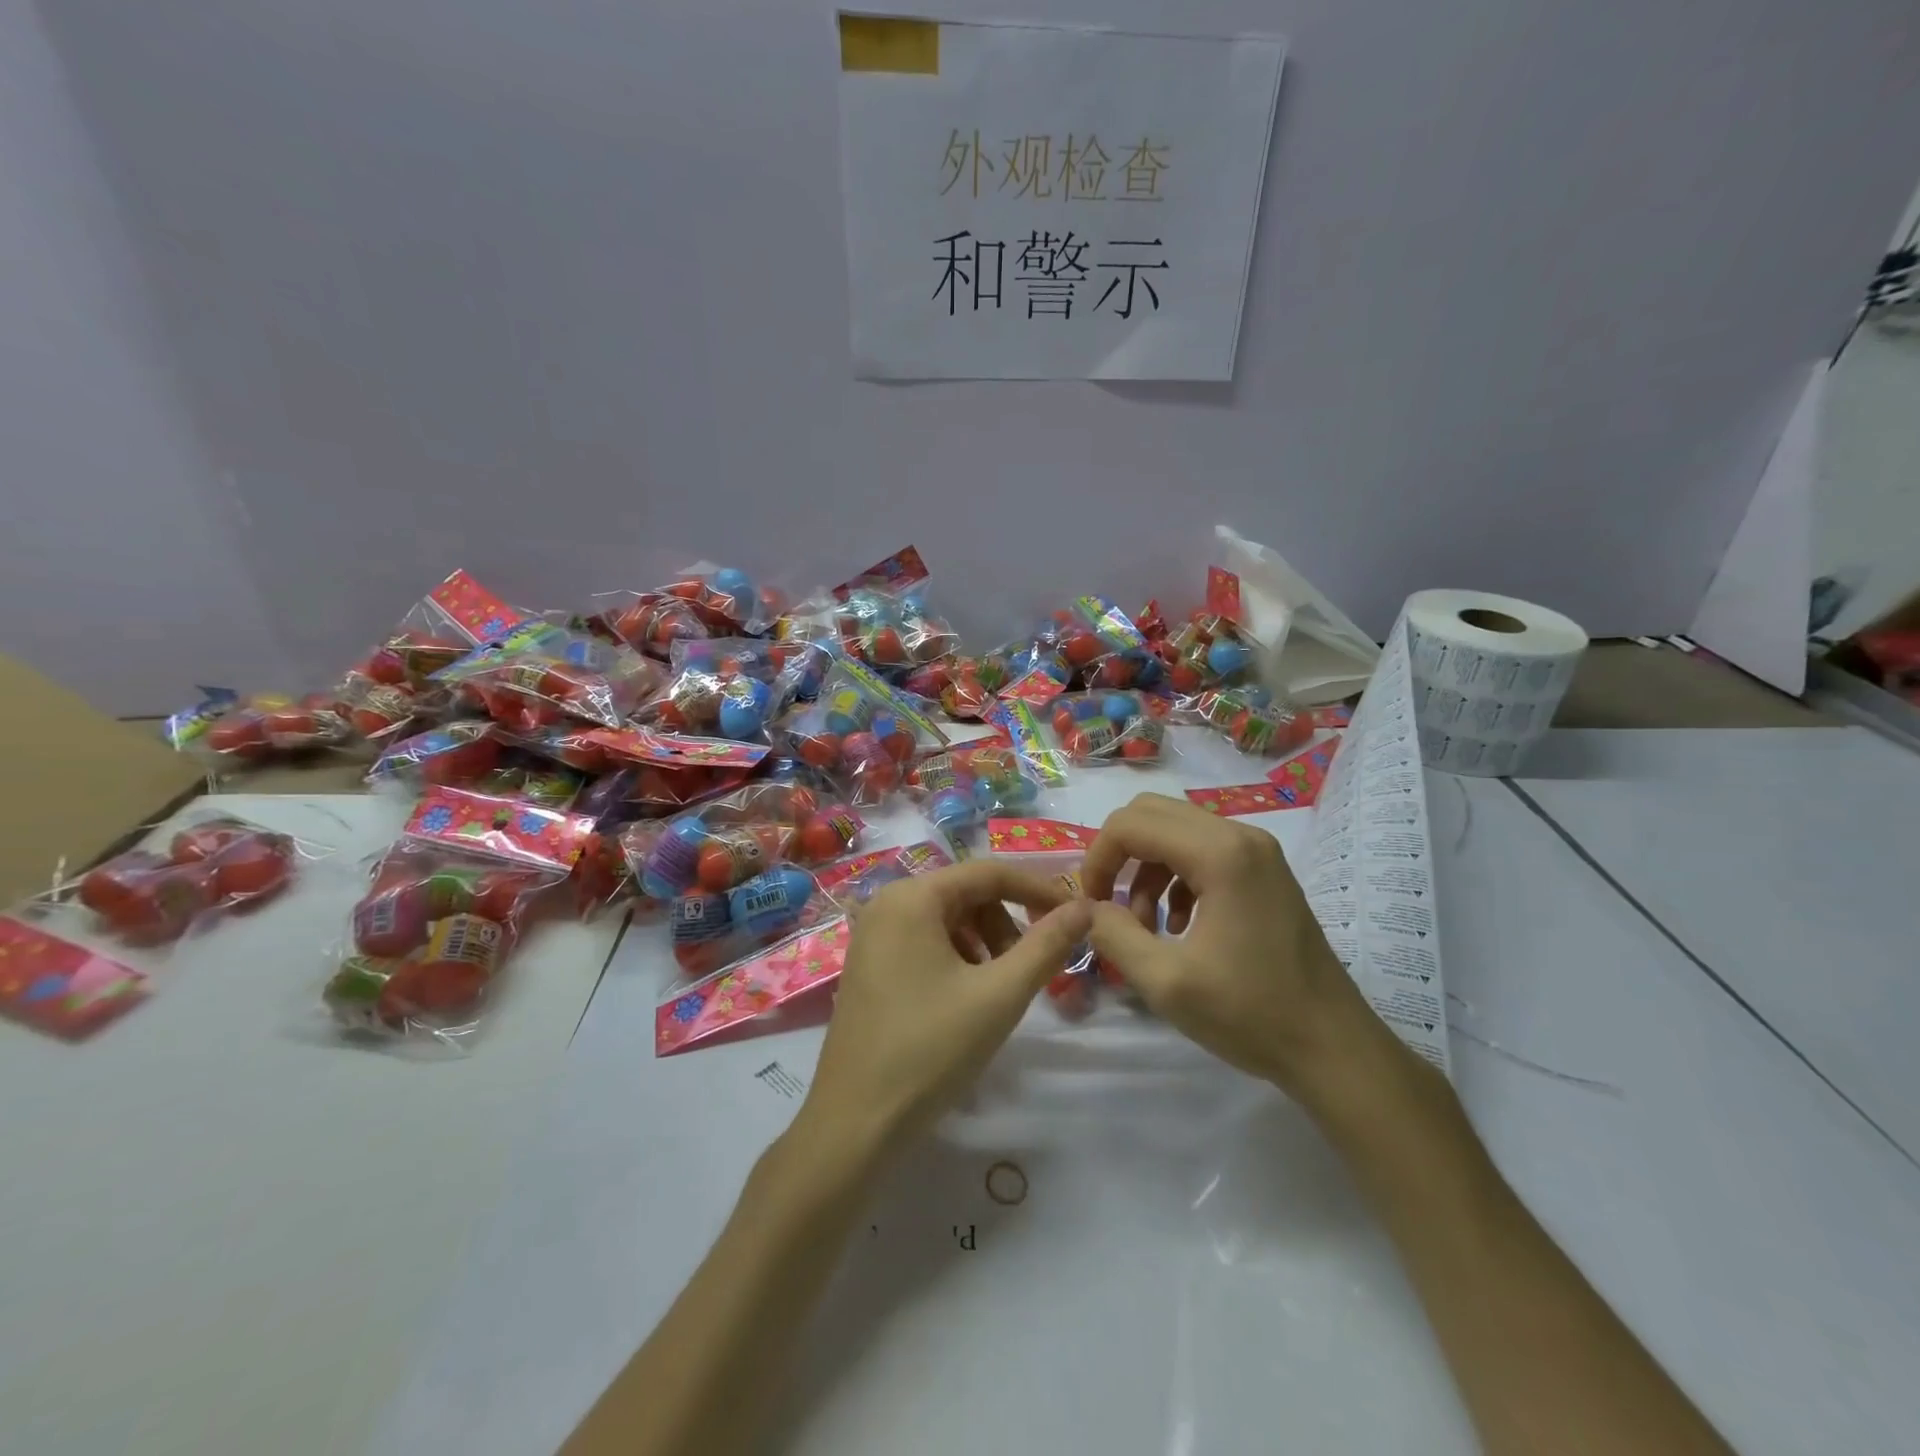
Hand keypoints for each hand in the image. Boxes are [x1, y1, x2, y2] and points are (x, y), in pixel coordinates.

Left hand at [794, 860, 1093, 1162]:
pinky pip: (924, 942)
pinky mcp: (868, 965)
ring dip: (984, 944)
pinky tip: (965, 1000)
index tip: (1074, 914)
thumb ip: (1046, 945)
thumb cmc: (930, 1050)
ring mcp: (872, 935)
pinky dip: (957, 959)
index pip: (988, 872)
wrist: (854, 1123)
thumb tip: (1084, 906)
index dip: (1036, 889)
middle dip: (1006, 924)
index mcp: (912, 897)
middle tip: (1028, 970)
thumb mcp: (999, 995)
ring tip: (997, 990)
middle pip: (966, 895)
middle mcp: (886, 903)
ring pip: (947, 920)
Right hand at [1081, 792, 1383, 1102]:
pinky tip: (1177, 926)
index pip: (1131, 824)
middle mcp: (1241, 836)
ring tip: (1144, 926)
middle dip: (1119, 855)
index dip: (1098, 858)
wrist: (1334, 1048)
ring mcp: (1258, 852)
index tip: (1090, 904)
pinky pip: (1202, 851)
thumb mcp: (1165, 982)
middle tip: (1109, 904)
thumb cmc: (1251, 1014)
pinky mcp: (1265, 871)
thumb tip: (1086, 907)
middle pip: (1153, 814)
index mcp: (1220, 854)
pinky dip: (1174, 877)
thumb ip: (1113, 934)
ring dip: (1146, 869)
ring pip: (1176, 831)